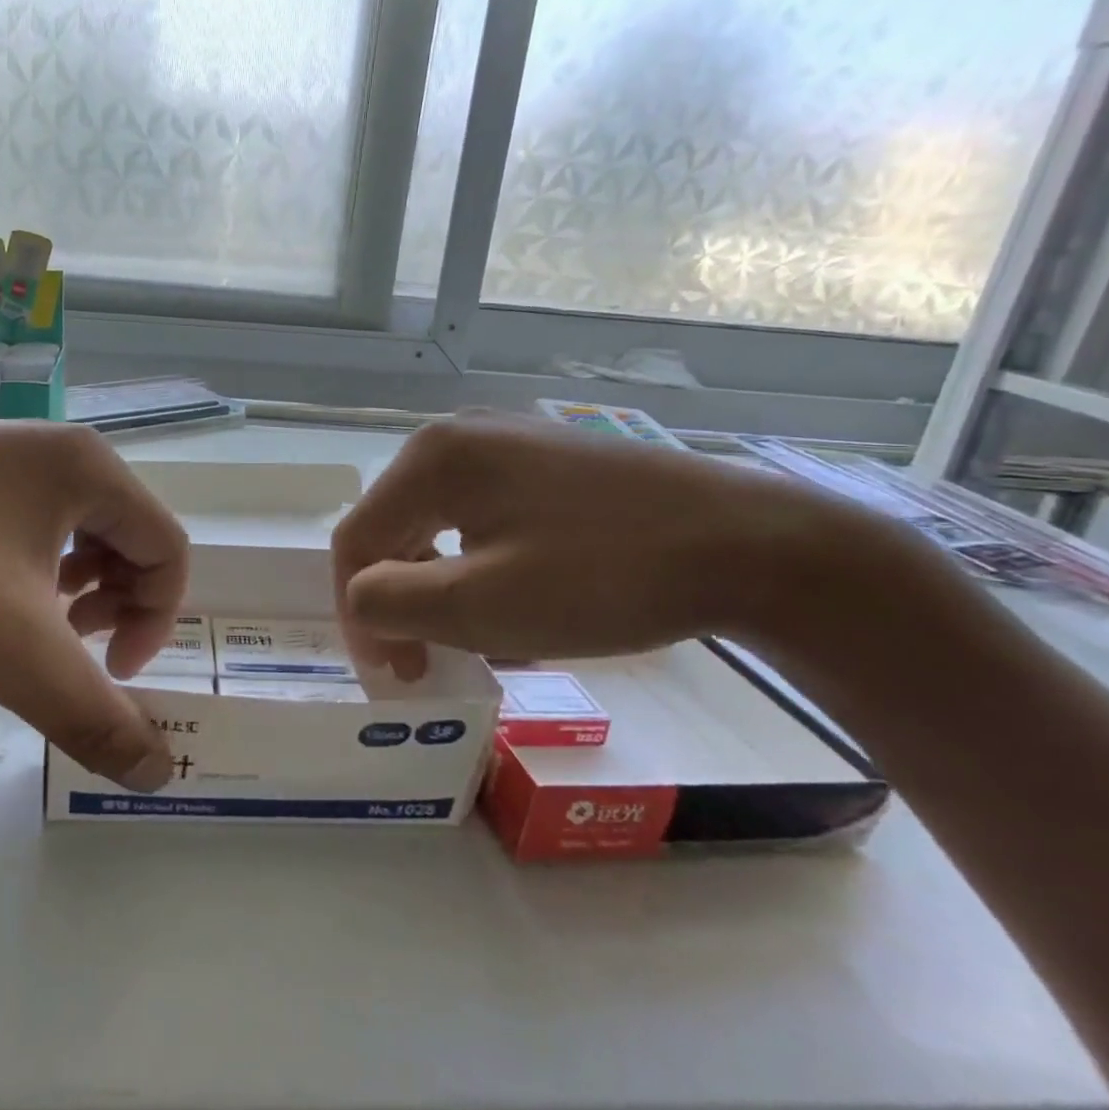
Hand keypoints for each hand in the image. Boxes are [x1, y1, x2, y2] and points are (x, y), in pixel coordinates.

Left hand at [0, 419, 184, 790]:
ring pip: (73, 525)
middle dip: (116, 602)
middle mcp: (54, 445)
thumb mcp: (18, 653)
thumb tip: (159, 774)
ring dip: (74, 586)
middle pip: (126, 533)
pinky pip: (20, 514)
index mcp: (92, 469)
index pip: (168, 549)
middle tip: (74, 646)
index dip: (156, 621)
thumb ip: (95, 717)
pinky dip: (25, 563)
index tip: (109, 672)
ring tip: (30, 624)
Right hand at [331, 412, 860, 677]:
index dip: (356, 610)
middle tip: (427, 661)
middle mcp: (460, 436)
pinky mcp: (546, 461)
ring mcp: (508, 443)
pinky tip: (518, 602)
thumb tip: (362, 600)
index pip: (357, 538)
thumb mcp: (483, 605)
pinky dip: (481, 566)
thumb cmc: (605, 575)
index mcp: (433, 458)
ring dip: (442, 587)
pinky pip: (484, 517)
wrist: (752, 544)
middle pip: (396, 527)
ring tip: (478, 639)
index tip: (392, 673)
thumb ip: (392, 603)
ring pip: (441, 526)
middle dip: (401, 600)